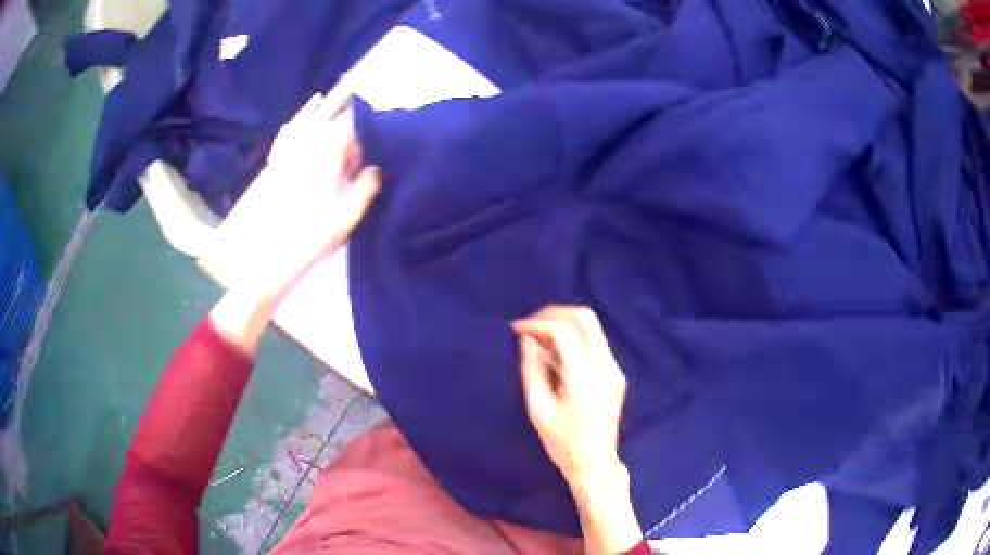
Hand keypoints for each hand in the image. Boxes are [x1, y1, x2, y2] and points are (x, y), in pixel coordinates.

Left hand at [250, 89, 380, 303]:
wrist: (264, 257)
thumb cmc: (308, 239)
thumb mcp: (345, 220)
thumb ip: (364, 190)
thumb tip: (376, 168)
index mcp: (324, 158)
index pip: (345, 130)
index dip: (358, 126)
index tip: (366, 127)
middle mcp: (303, 150)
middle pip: (322, 120)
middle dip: (337, 105)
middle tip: (348, 91)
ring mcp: (284, 158)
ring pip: (299, 125)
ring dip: (311, 111)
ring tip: (320, 97)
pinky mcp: (272, 169)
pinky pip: (281, 142)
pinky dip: (288, 130)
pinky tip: (290, 124)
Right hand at [512, 305, 627, 483]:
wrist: (595, 464)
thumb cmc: (562, 442)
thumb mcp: (538, 408)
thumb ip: (532, 369)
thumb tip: (527, 339)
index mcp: (585, 376)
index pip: (564, 330)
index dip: (538, 322)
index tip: (517, 329)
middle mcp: (605, 365)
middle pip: (585, 317)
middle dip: (555, 313)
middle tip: (530, 326)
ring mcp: (614, 369)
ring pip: (592, 328)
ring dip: (564, 325)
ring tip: (538, 339)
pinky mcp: (615, 374)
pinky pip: (595, 343)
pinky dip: (574, 339)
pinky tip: (555, 354)